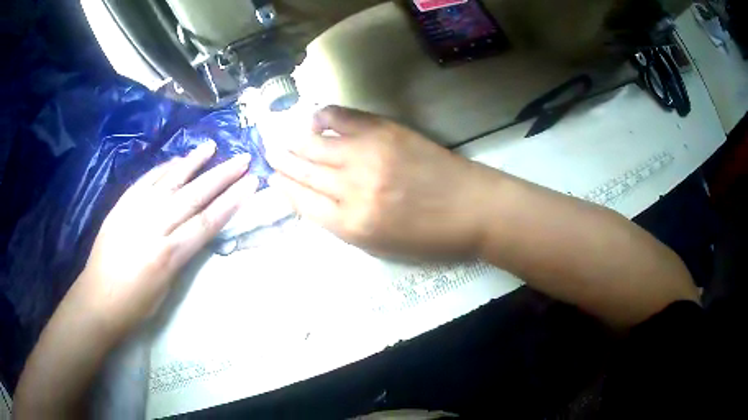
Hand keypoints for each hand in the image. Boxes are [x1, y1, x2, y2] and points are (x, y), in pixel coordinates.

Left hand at [75, 142, 256, 337]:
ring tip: (211, 146)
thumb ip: (182, 256)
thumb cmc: (135, 305)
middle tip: (242, 159)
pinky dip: (164, 169)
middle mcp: (153, 227)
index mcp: (168, 255)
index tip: (251, 183)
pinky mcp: (121, 205)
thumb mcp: (167, 289)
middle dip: (221, 176)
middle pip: (193, 196)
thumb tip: (196, 231)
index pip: (207, 222)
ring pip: (169, 181)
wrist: (97, 299)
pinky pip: (146, 181)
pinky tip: (177, 161)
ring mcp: (135, 211)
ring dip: (192, 162)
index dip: (232, 201)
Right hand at [267, 106, 489, 257]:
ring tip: (282, 136)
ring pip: (316, 144)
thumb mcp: (381, 247)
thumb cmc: (431, 237)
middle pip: (304, 171)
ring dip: (294, 141)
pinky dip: (324, 116)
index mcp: (352, 224)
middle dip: (282, 161)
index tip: (273, 178)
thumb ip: (344, 224)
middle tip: (269, 153)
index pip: (303, 202)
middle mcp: (352, 188)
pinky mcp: (386, 131)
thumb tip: (314, 199)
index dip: (284, 187)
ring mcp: (368, 155)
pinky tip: (313, 117)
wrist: (475, 208)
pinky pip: (343, 118)